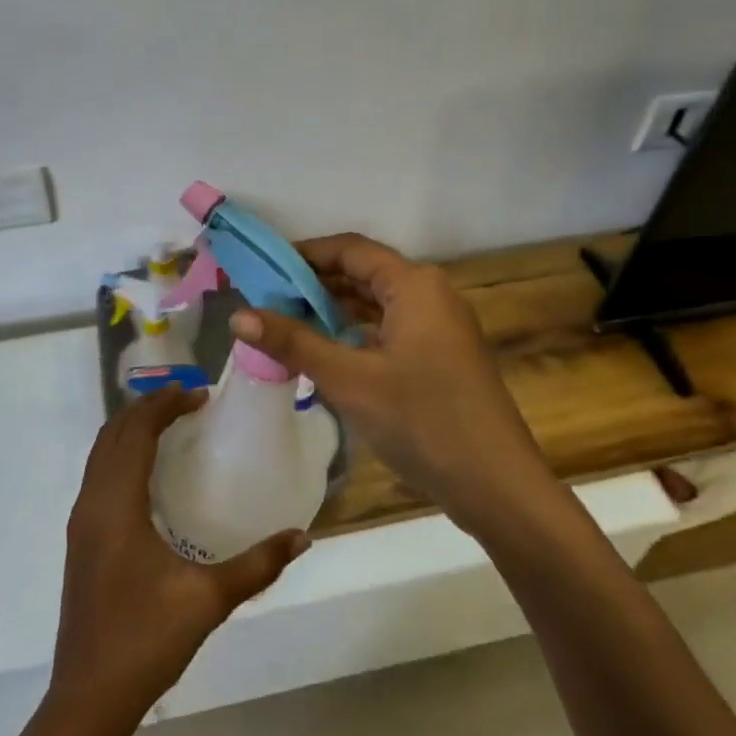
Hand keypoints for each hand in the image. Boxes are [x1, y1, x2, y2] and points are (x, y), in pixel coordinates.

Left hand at [51, 387, 310, 725]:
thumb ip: (258, 565)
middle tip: (189, 401)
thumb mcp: (208, 600)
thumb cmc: (145, 641)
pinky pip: (99, 474)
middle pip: (114, 434)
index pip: (136, 432)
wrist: (88, 698)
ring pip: (101, 453)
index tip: (200, 394)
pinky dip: (122, 453)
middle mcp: (92, 503)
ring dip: (132, 429)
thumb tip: (302, 537)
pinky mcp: (81, 539)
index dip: (164, 405)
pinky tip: (151, 472)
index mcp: (116, 506)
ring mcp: (81, 522)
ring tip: (172, 424)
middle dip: (148, 408)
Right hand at [228, 232, 549, 522]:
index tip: (262, 268)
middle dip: (314, 284)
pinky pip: (389, 330)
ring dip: (333, 311)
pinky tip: (326, 353)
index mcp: (414, 285)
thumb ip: (294, 342)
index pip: (349, 249)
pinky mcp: (441, 357)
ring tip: (285, 324)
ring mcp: (440, 327)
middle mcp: (431, 294)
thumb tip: (238, 315)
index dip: (304, 254)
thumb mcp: (350, 379)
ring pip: (376, 304)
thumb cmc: (423, 420)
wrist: (497, 486)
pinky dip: (355, 334)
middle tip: (264, 299)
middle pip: (363, 274)